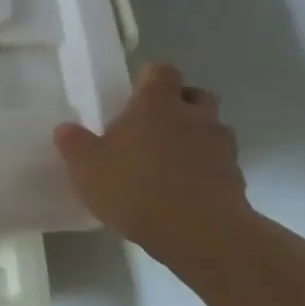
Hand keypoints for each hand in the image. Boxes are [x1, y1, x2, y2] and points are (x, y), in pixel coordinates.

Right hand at [54, 62, 250, 261]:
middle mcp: (194, 116)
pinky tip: (183, 190)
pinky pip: (218, 163)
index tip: (134, 94)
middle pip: (194, 95)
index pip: (161, 71)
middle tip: (152, 125)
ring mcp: (221, 147)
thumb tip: (67, 129)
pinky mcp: (237, 179)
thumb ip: (74, 143)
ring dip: (194, 137)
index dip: (149, 79)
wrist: (200, 234)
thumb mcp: (85, 166)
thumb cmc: (135, 188)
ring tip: (168, 161)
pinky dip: (204, 169)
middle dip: (178, 104)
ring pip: (211, 129)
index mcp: (157, 104)